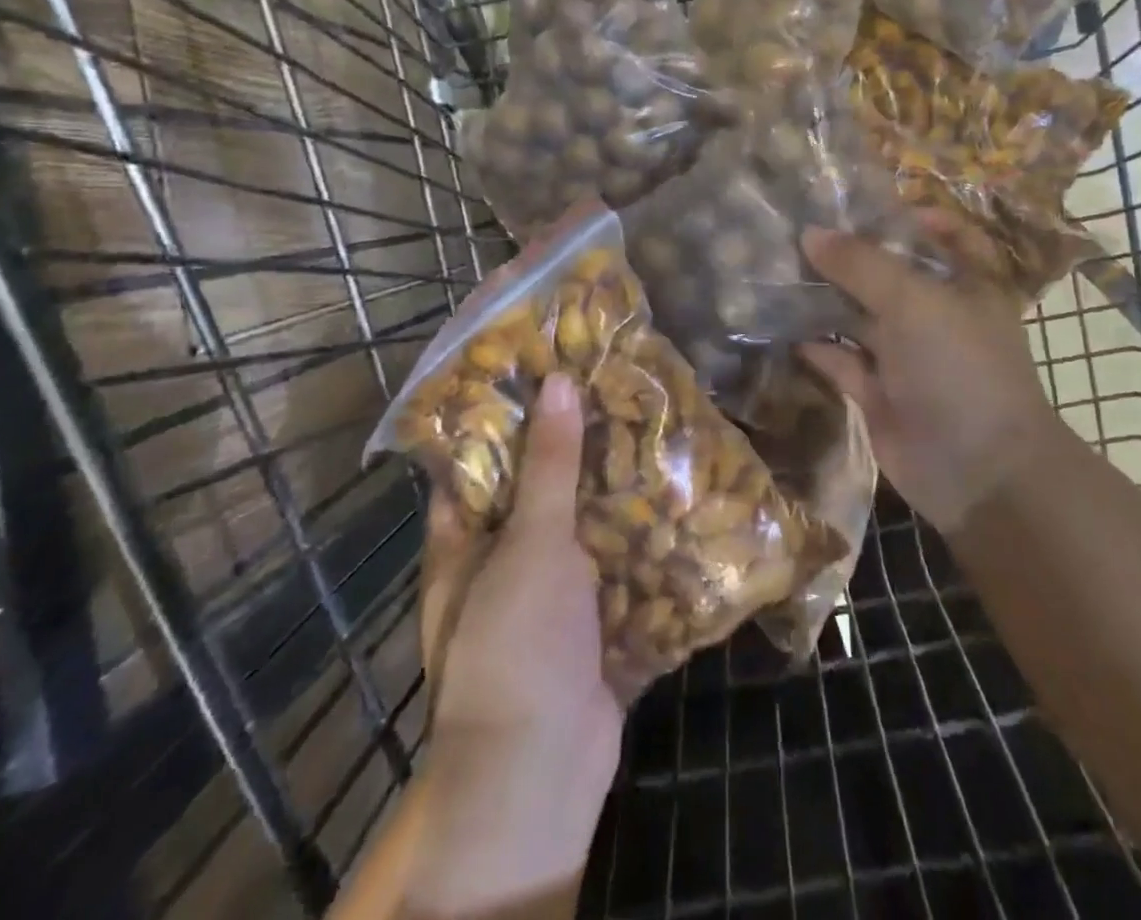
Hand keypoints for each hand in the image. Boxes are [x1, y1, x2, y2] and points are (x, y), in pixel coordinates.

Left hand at [407, 373, 621, 911]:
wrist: (544, 769)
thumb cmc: (517, 642)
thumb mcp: (530, 541)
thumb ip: (548, 463)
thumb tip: (557, 381)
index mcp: (465, 542)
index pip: (477, 463)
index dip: (505, 417)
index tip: (546, 371)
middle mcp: (501, 563)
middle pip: (537, 491)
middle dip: (574, 450)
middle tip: (615, 393)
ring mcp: (548, 595)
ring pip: (581, 527)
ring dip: (614, 493)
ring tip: (653, 432)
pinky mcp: (589, 620)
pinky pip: (615, 567)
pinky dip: (639, 540)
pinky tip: (675, 500)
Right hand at [798, 221, 1050, 533]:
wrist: (978, 471)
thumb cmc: (959, 366)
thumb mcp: (914, 301)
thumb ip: (861, 264)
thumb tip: (810, 233)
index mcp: (966, 285)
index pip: (949, 238)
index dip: (917, 218)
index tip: (869, 206)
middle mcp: (936, 316)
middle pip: (890, 275)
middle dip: (849, 256)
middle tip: (795, 231)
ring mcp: (906, 356)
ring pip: (859, 316)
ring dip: (824, 298)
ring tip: (776, 270)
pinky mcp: (878, 392)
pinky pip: (841, 360)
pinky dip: (815, 345)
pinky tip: (781, 325)